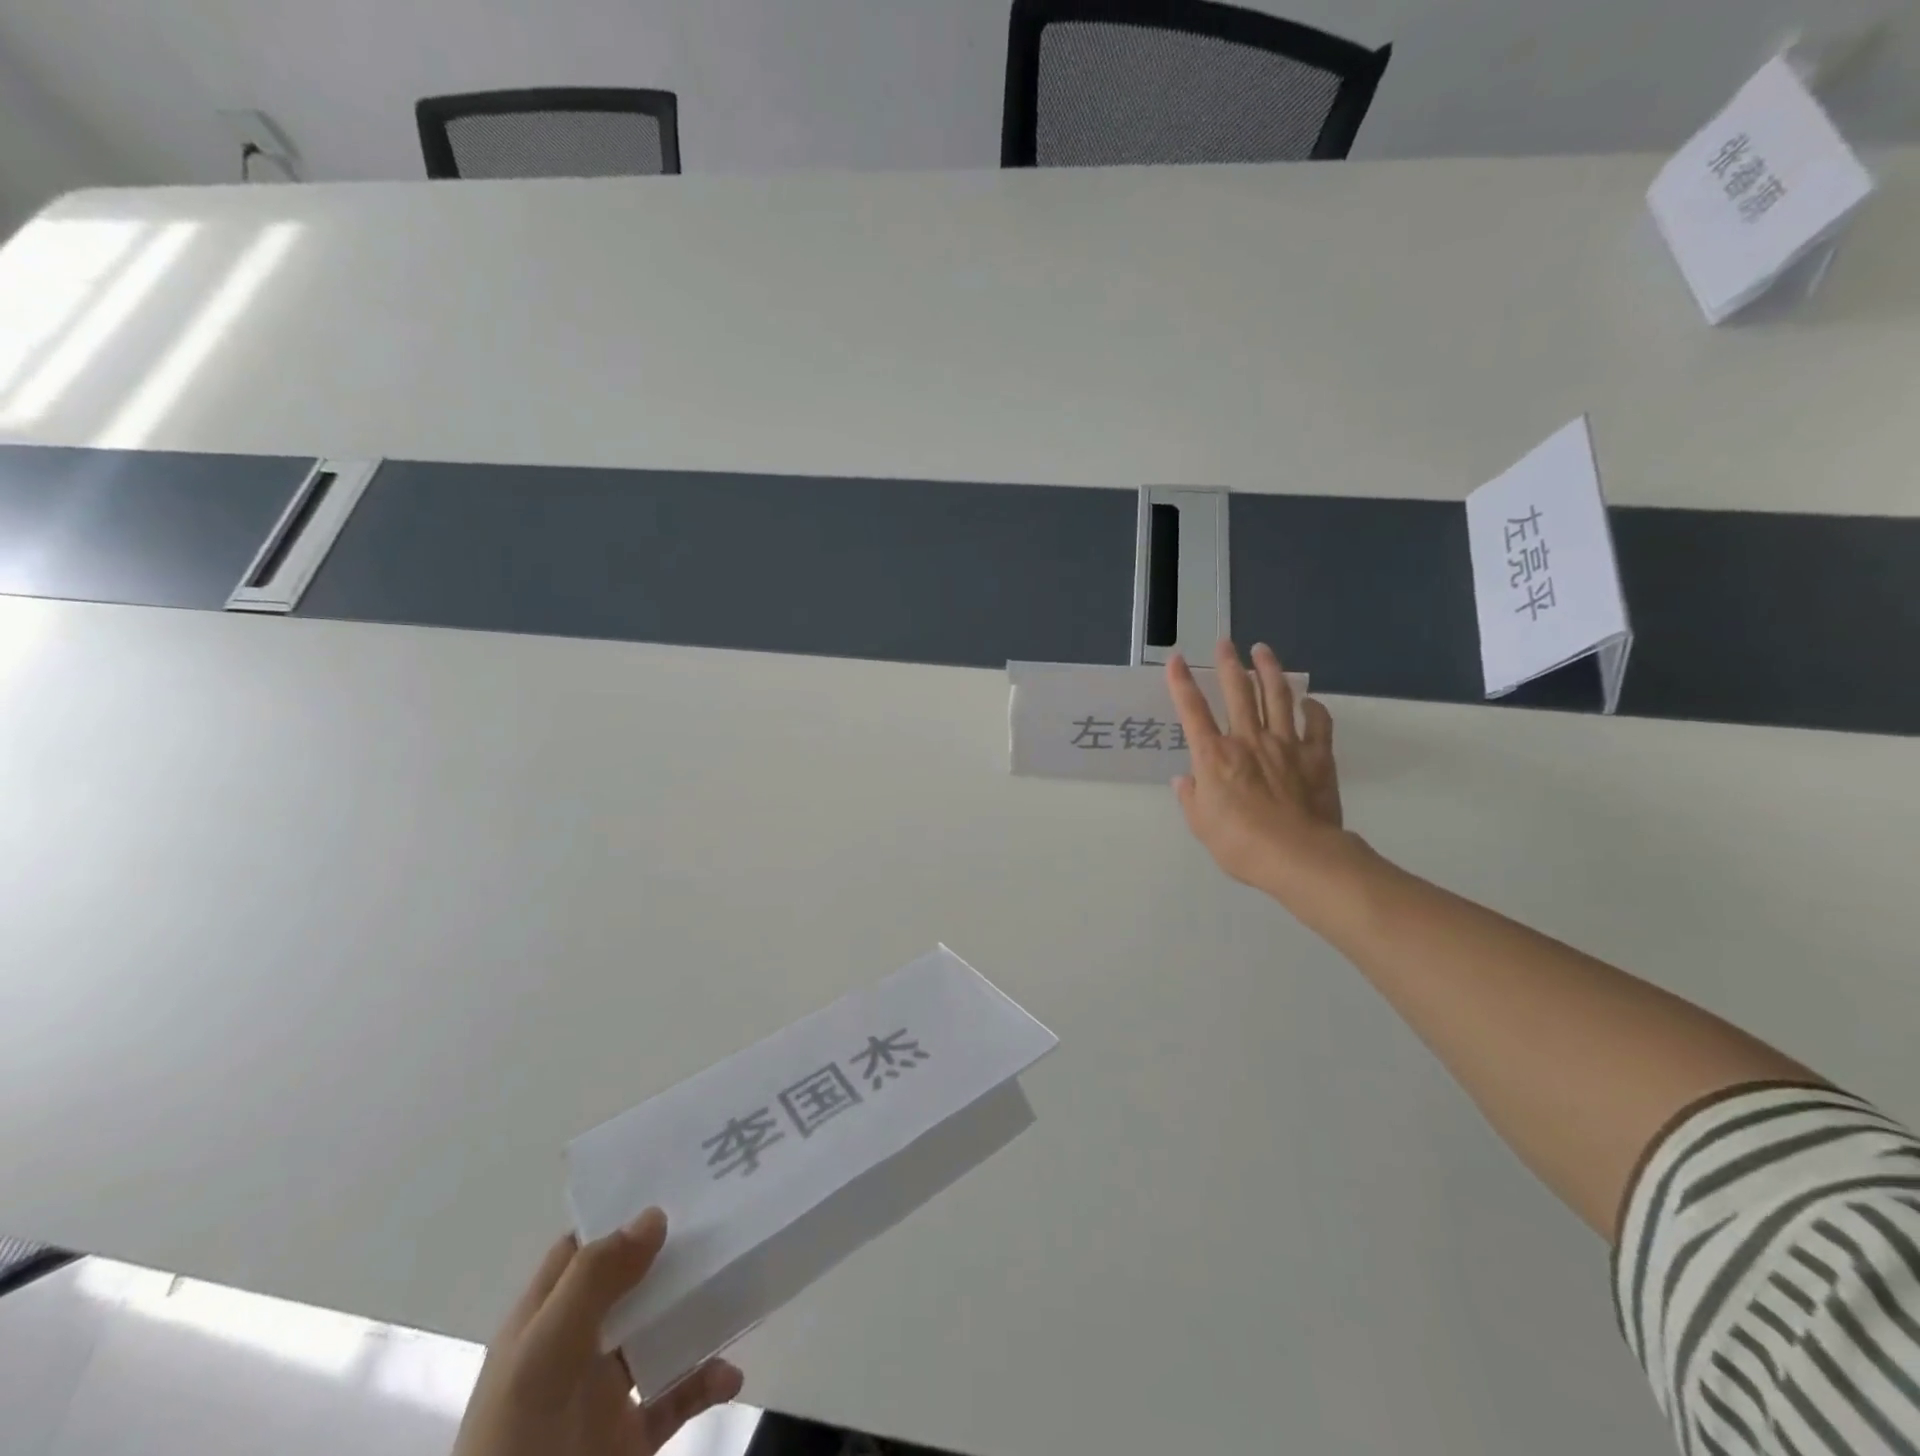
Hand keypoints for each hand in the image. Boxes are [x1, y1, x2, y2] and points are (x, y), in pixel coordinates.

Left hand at [453, 1210, 743, 1455]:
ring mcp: (604, 1399)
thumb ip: (593, 1282)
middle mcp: (574, 1352)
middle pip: (630, 1284)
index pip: (581, 1250)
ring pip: (659, 1334)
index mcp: (542, 1325)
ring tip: (738, 1285)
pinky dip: (706, 1381)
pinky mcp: (630, 1441)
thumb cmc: (519, 1449)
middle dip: (673, 1253)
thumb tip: (655, 1214)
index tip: (676, 1181)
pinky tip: (730, 1375)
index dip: (621, 1215)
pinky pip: (678, 1396)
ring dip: (698, 1312)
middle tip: (725, 1218)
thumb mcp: (542, 1360)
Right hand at [1167, 640, 1348, 899]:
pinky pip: (1318, 725)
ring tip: (1263, 651)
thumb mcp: (1201, 825)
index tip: (1176, 660)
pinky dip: (1313, 709)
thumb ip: (1191, 798)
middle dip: (1229, 664)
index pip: (1192, 711)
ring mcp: (1285, 745)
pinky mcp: (1317, 756)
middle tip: (1226, 643)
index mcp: (1214, 756)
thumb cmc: (1240, 844)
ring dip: (1269, 670)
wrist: (1297, 855)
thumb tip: (1185, 780)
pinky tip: (1309, 701)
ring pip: (1277, 697)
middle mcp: (1248, 740)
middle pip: (1238, 692)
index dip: (1181, 683)